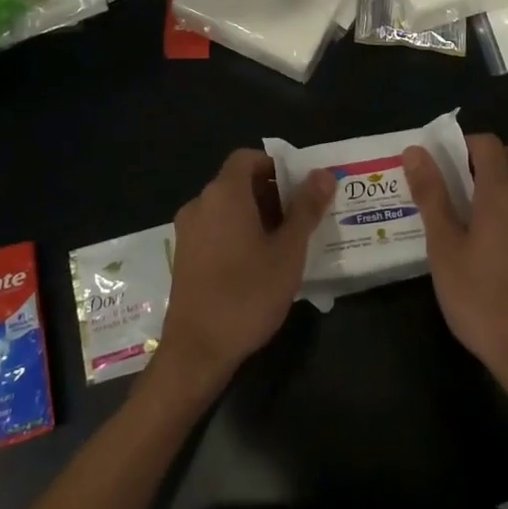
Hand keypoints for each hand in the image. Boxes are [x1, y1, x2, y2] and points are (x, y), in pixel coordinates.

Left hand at [156, 150, 335, 393]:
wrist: (197, 351)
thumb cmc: (247, 294)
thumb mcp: (288, 251)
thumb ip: (306, 208)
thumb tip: (323, 174)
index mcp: (224, 194)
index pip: (247, 158)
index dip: (275, 165)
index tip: (301, 187)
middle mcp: (200, 204)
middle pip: (238, 182)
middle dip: (271, 193)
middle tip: (302, 218)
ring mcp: (188, 231)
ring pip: (227, 208)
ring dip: (256, 215)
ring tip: (286, 242)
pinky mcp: (184, 256)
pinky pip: (215, 229)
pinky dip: (237, 233)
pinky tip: (259, 263)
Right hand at [404, 134, 507, 401]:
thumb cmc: (480, 298)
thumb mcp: (444, 247)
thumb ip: (431, 195)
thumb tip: (416, 151)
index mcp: (503, 192)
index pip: (487, 144)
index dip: (462, 144)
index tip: (439, 164)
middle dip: (485, 157)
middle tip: (455, 182)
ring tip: (479, 203)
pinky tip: (499, 231)